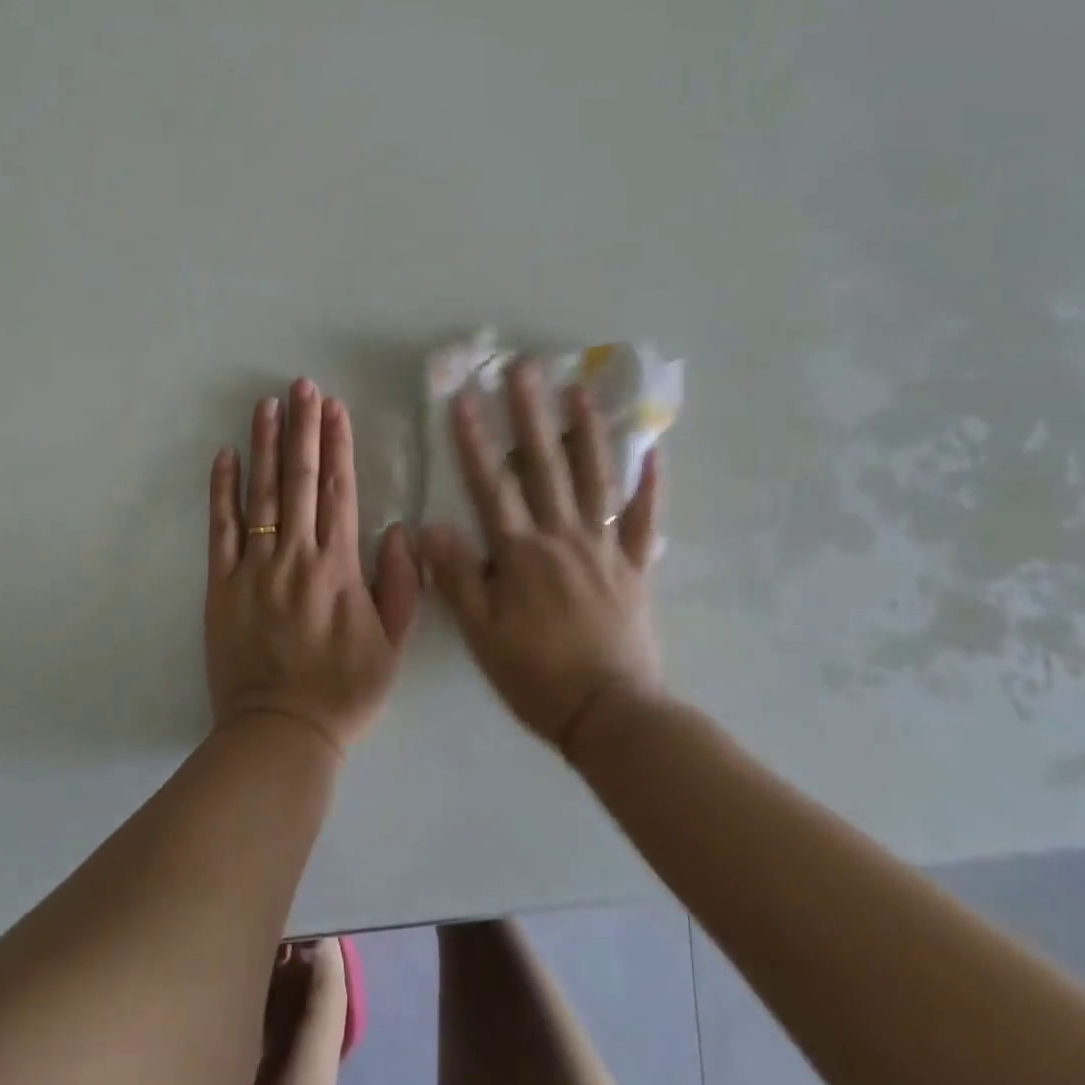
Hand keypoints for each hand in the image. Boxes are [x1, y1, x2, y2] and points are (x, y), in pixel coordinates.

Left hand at [205, 379, 419, 756]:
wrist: (280, 733)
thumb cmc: (343, 692)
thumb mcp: (392, 647)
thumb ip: (401, 587)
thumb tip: (398, 530)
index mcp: (338, 568)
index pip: (338, 491)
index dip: (337, 445)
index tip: (334, 408)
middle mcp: (296, 557)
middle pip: (299, 480)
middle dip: (302, 428)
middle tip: (301, 386)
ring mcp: (254, 568)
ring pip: (260, 495)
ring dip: (264, 445)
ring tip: (267, 404)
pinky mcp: (221, 585)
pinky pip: (220, 530)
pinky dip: (221, 490)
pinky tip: (225, 455)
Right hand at [420, 361, 664, 751]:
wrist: (611, 715)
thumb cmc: (537, 675)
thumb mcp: (482, 633)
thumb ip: (458, 576)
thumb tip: (431, 525)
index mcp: (522, 553)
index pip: (492, 485)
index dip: (475, 440)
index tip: (464, 398)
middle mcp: (563, 537)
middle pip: (545, 466)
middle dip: (530, 415)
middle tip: (525, 369)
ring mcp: (605, 548)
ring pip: (596, 479)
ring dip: (587, 432)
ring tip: (580, 390)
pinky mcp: (635, 567)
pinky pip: (645, 520)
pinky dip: (651, 485)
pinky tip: (653, 451)